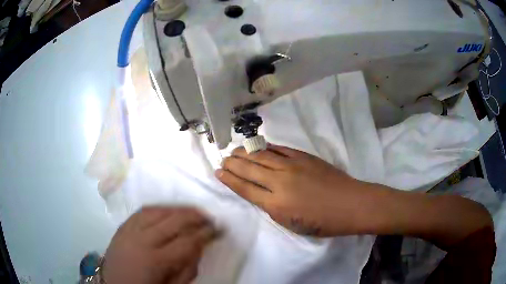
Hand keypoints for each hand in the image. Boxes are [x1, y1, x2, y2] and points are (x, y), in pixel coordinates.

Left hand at [103, 207, 218, 283]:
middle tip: (209, 217)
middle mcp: (142, 239)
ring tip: (192, 211)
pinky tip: (168, 210)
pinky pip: (143, 210)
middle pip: (173, 220)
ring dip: (178, 209)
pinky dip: (159, 208)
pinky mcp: (123, 226)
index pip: (187, 241)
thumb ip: (188, 269)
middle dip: (195, 216)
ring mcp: (130, 229)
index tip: (218, 229)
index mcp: (156, 260)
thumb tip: (199, 247)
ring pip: (158, 210)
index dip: (206, 233)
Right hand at [216, 145, 368, 236]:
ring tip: (234, 151)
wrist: (350, 204)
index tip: (219, 172)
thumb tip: (260, 193)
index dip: (229, 179)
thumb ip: (272, 208)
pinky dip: (266, 147)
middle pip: (249, 169)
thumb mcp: (292, 224)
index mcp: (276, 204)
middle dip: (233, 163)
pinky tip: (259, 147)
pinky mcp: (303, 156)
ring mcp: (292, 165)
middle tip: (223, 159)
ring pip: (261, 156)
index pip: (245, 188)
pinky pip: (279, 149)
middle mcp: (279, 181)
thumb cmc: (322, 221)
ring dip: (245, 152)